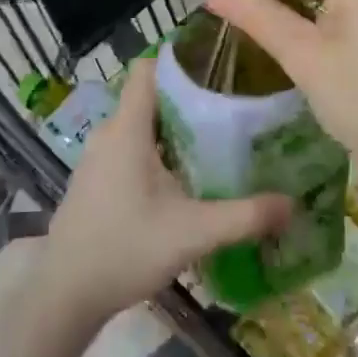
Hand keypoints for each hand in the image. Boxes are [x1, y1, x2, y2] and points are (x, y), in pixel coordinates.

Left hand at [40, 59, 291, 325]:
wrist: (65, 294)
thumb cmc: (125, 250)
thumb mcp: (193, 233)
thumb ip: (245, 217)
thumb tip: (292, 204)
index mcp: (127, 129)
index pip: (148, 69)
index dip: (181, 62)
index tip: (220, 69)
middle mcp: (109, 134)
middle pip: (150, 98)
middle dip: (189, 99)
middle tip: (233, 110)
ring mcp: (97, 158)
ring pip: (140, 126)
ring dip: (174, 129)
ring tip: (216, 141)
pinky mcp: (95, 181)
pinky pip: (129, 149)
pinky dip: (156, 152)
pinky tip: (183, 179)